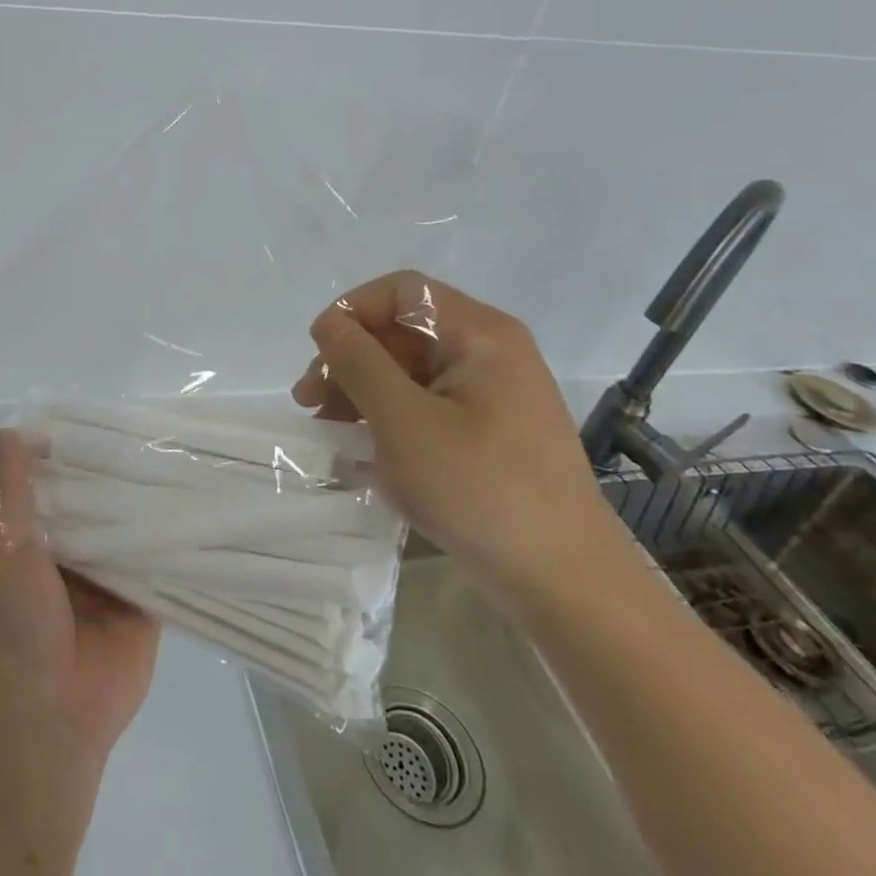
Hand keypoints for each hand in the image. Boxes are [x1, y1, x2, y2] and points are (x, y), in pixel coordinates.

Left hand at [0, 430, 159, 759]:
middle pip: (99, 501)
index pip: (58, 482)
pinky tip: (201, 499)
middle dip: (118, 472)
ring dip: (149, 500)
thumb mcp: (5, 546)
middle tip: (154, 426)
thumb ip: (13, 491)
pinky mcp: (146, 599)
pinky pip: (161, 559)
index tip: (102, 415)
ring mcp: (112, 575)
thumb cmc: (18, 624)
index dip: (74, 451)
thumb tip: (12, 428)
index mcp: (36, 538)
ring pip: (132, 525)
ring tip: (182, 451)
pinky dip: (174, 535)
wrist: (54, 713)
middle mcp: (75, 551)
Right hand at [291, 271, 622, 601]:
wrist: (566, 583)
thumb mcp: (404, 422)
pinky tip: (360, 446)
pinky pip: (427, 405)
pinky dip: (389, 416)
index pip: (402, 291)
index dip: (353, 311)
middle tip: (308, 400)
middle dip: (350, 358)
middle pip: (403, 331)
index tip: (318, 351)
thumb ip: (359, 364)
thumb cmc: (481, 489)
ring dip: (362, 390)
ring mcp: (493, 395)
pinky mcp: (490, 432)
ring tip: (326, 427)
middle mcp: (490, 353)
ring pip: (411, 371)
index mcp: (480, 335)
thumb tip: (328, 324)